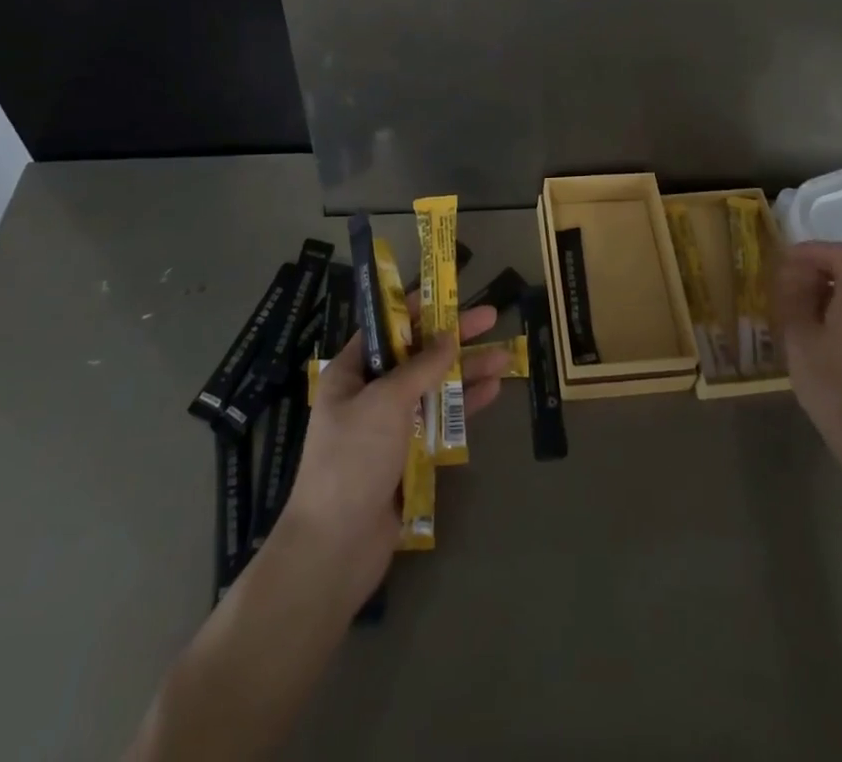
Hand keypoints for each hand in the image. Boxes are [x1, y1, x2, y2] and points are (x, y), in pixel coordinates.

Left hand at [276, 305, 507, 611]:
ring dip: (467, 371)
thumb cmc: (352, 459)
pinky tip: (492, 391)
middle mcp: (370, 393)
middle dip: (454, 337)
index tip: (450, 293)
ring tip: (507, 357)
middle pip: (418, 355)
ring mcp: (390, 426)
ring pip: (434, 388)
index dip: (419, 308)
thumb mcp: (385, 402)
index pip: (388, 328)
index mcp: (352, 372)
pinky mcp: (408, 456)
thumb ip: (421, 366)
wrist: (335, 547)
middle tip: (492, 318)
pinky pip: (440, 421)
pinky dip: (464, 406)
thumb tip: (448, 336)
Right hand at [770, 240, 841, 445]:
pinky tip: (814, 327)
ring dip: (824, 290)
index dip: (810, 250)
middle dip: (814, 270)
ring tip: (794, 306)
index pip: (838, 252)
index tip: (783, 260)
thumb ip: (794, 296)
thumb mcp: (799, 333)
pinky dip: (836, 307)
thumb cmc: (829, 378)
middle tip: (784, 284)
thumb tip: (790, 274)